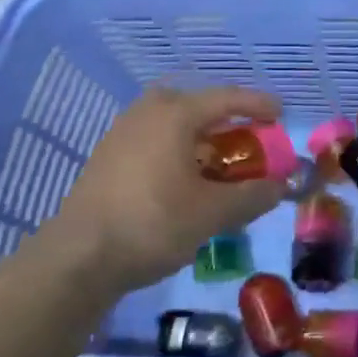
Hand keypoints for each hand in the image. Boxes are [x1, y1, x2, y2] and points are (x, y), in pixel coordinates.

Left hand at [55, 86, 285, 288]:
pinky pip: (155, 140)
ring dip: (202, 138)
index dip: (258, 105)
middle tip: (248, 141)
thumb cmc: (152, 224)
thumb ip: (252, 196)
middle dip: (227, 121)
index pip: (227, 98)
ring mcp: (122, 132)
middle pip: (198, 106)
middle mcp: (148, 112)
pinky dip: (179, 151)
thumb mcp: (212, 213)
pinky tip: (185, 180)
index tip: (280, 114)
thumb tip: (280, 187)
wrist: (77, 258)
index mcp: (175, 114)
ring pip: (174, 124)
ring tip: (219, 164)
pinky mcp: (108, 157)